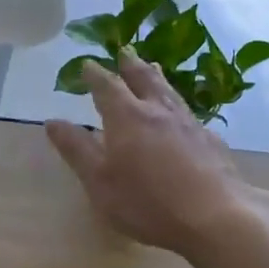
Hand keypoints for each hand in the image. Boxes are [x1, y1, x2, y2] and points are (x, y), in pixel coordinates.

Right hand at [46, 50, 268, 258]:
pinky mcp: (210, 140)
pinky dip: (177, 104)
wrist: (216, 216)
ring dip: (156, 76)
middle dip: (130, 64)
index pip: (107, 87)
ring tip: (152, 66)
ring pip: (168, 91)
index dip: (95, 75)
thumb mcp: (100, 181)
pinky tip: (182, 113)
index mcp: (127, 117)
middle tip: (124, 51)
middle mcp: (157, 111)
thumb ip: (76, 150)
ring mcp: (188, 123)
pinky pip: (188, 112)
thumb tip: (52, 121)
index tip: (87, 64)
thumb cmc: (147, 202)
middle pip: (142, 79)